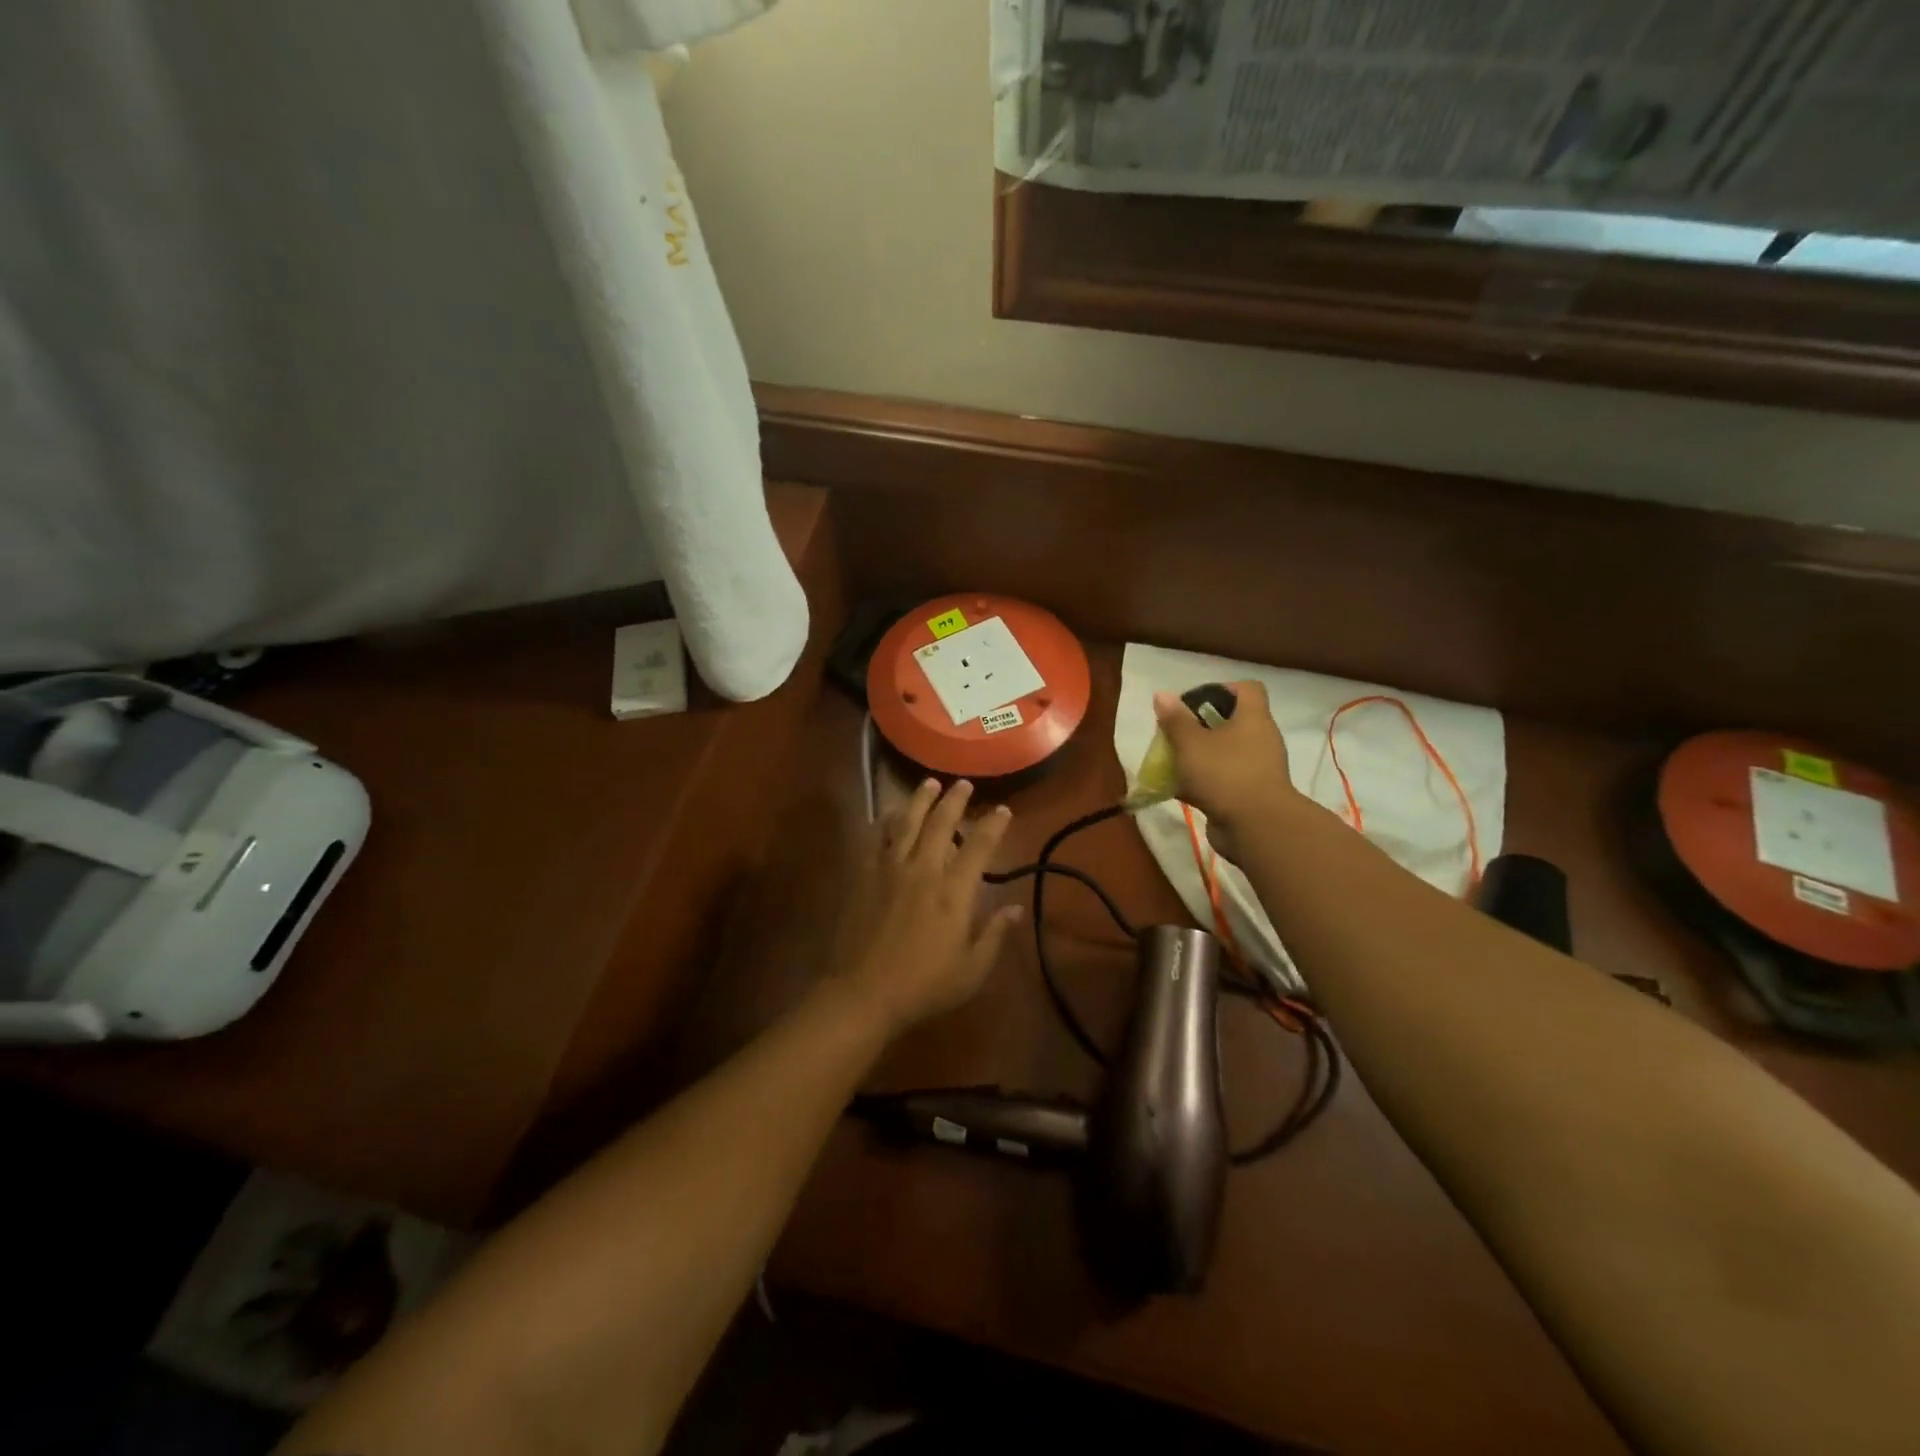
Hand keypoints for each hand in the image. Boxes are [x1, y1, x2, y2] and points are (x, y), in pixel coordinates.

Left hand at [825, 779, 1022, 1039]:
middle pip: (941, 823)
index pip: (979, 847)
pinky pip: (875, 837)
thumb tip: (1017, 908)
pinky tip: (889, 814)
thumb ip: (995, 935)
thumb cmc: (924, 986)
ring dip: (920, 800)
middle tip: (963, 784)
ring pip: (906, 822)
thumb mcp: (972, 970)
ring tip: (929, 784)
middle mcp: (923, 870)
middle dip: (955, 800)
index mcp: (954, 892)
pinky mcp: (863, 875)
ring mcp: (889, 869)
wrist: (863, 993)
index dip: (993, 824)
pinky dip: (884, 820)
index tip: (1003, 809)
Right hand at [1152, 681, 1298, 858]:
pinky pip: (1224, 780)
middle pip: (1232, 722)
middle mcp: (1261, 740)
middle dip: (1201, 727)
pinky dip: (1203, 781)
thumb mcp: (1191, 743)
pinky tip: (1178, 788)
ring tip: (1172, 760)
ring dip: (1200, 756)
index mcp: (1253, 719)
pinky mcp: (1250, 795)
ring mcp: (1258, 769)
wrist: (1256, 828)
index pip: (1247, 689)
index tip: (1195, 702)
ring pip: (1225, 753)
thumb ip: (1175, 720)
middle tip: (1176, 733)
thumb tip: (1162, 695)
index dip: (1222, 689)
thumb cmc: (1224, 774)